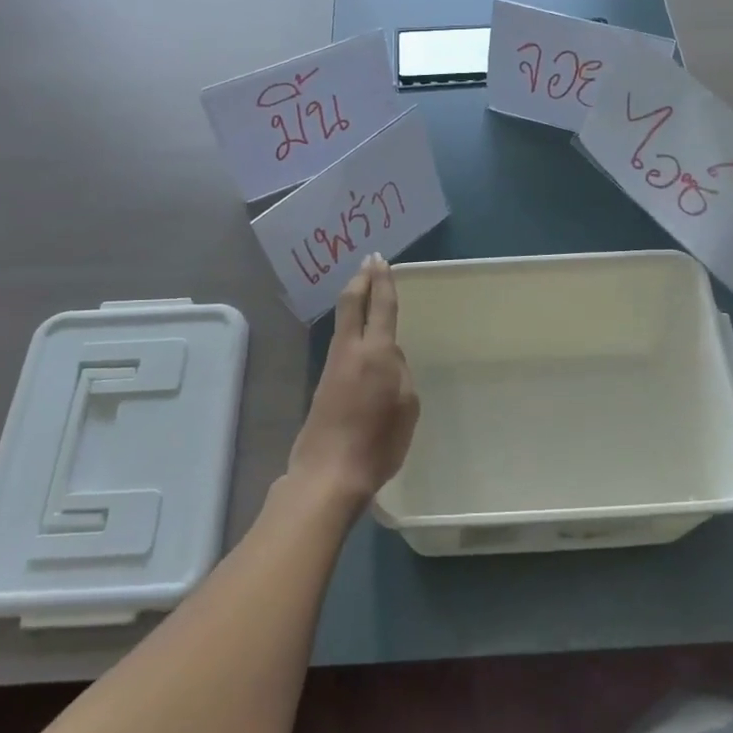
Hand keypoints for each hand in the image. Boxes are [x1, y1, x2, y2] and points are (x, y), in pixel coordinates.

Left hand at [289, 255, 419, 504]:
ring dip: (354, 300)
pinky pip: (341, 342)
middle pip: (352, 303)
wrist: (329, 472)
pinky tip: (358, 334)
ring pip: (343, 322)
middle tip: (368, 261)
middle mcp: (351, 350)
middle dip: (361, 279)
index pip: (381, 306)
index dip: (383, 281)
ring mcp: (333, 365)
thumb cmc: (378, 443)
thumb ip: (400, 373)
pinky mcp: (324, 382)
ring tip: (363, 289)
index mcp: (377, 352)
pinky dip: (350, 325)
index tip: (381, 260)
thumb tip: (388, 359)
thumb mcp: (407, 406)